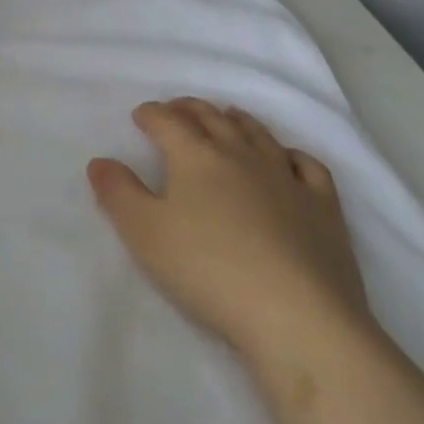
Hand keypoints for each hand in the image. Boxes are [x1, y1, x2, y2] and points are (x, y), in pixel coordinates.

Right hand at [87, 99, 372, 363]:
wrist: (296, 314)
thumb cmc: (208, 270)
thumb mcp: (145, 234)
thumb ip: (118, 194)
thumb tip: (100, 161)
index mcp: (196, 157)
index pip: (168, 122)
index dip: (152, 115)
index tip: (141, 115)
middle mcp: (242, 154)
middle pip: (212, 119)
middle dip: (190, 109)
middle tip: (177, 109)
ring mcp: (287, 176)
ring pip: (258, 134)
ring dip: (236, 121)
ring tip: (226, 117)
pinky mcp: (323, 205)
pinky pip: (307, 165)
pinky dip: (291, 155)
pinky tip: (287, 160)